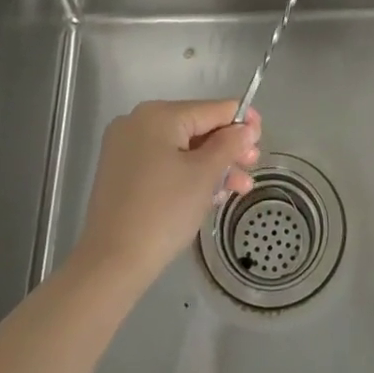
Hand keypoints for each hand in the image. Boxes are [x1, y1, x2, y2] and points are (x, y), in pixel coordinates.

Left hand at [71, 99, 260, 293]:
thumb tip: (246, 128)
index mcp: (158, 115)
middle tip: (252, 167)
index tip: (262, 138)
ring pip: (181, 148)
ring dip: (212, 165)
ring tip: (240, 188)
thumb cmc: (163, 211)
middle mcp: (138, 122)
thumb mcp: (204, 175)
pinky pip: (164, 163)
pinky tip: (211, 194)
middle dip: (227, 148)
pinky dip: (188, 174)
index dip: (241, 121)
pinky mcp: (121, 173)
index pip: (211, 109)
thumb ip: (229, 144)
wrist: (111, 263)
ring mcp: (126, 148)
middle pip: (196, 128)